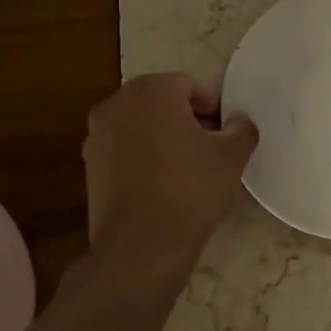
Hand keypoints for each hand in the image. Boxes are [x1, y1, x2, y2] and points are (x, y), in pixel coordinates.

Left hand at [84, 73, 258, 272]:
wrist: (141, 245)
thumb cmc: (191, 190)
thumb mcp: (231, 157)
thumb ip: (241, 128)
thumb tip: (239, 120)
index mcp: (152, 91)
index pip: (188, 85)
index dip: (211, 108)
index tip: (224, 134)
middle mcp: (117, 103)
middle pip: (159, 101)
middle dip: (184, 119)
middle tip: (208, 148)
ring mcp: (97, 134)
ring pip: (138, 125)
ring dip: (160, 137)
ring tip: (184, 168)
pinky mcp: (88, 165)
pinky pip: (122, 150)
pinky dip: (141, 157)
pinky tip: (159, 185)